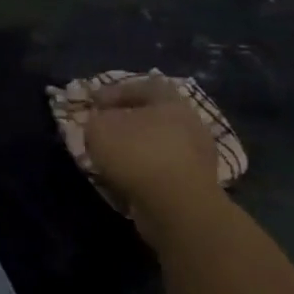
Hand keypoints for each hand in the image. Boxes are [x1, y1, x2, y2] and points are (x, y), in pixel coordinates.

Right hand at [83, 78, 225, 235]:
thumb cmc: (137, 154)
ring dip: (137, 148)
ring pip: (160, 143)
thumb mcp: (99, 128)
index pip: (143, 85)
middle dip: (127, 121)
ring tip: (112, 158)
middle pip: (154, 115)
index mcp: (171, 101)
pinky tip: (128, 178)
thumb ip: (96, 119)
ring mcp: (199, 155)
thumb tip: (100, 120)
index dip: (114, 91)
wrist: (178, 207)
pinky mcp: (198, 184)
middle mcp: (190, 123)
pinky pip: (165, 168)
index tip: (93, 103)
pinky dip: (146, 170)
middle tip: (104, 129)